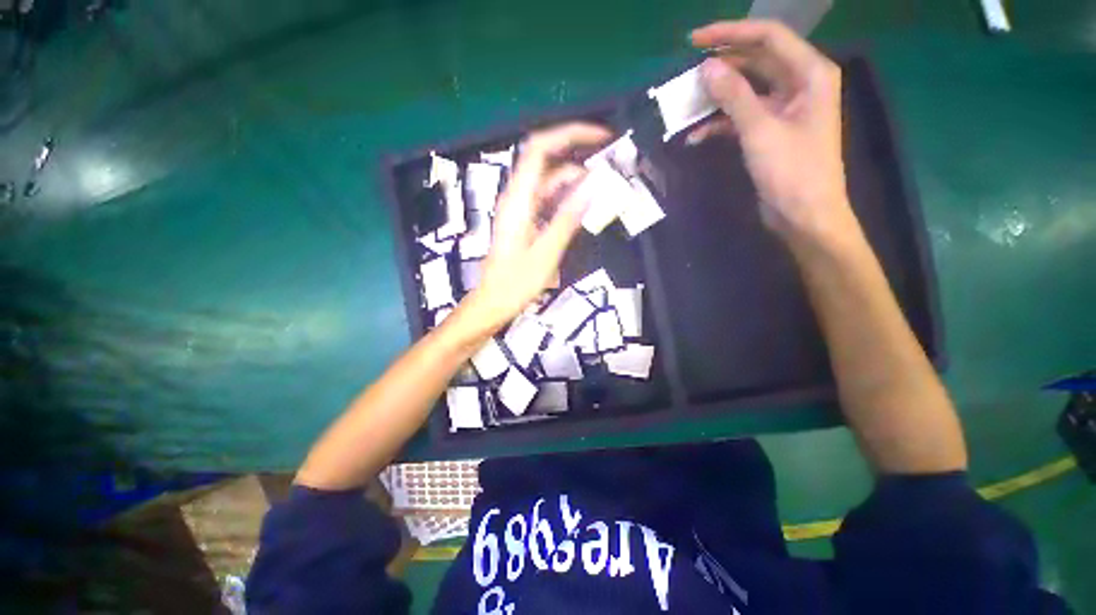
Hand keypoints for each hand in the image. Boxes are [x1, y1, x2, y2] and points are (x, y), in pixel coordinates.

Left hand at [460, 123, 611, 333]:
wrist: (494, 302)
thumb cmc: (515, 283)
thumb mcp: (546, 254)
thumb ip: (567, 220)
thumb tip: (593, 188)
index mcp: (518, 200)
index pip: (540, 149)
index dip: (569, 135)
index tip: (601, 138)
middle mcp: (518, 197)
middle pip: (546, 160)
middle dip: (578, 154)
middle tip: (609, 165)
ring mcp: (521, 208)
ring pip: (550, 181)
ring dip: (576, 180)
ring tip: (604, 187)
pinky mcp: (526, 220)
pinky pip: (549, 199)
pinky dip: (568, 197)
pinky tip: (585, 206)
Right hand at [689, 20, 855, 243]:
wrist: (803, 215)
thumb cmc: (791, 171)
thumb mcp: (760, 130)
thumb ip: (734, 95)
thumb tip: (706, 67)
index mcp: (809, 73)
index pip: (768, 37)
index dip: (731, 33)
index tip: (694, 41)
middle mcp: (799, 84)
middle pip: (756, 61)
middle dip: (722, 65)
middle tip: (687, 74)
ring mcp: (784, 109)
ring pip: (746, 90)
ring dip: (717, 98)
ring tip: (686, 105)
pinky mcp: (770, 131)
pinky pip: (742, 116)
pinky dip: (719, 123)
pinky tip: (696, 135)